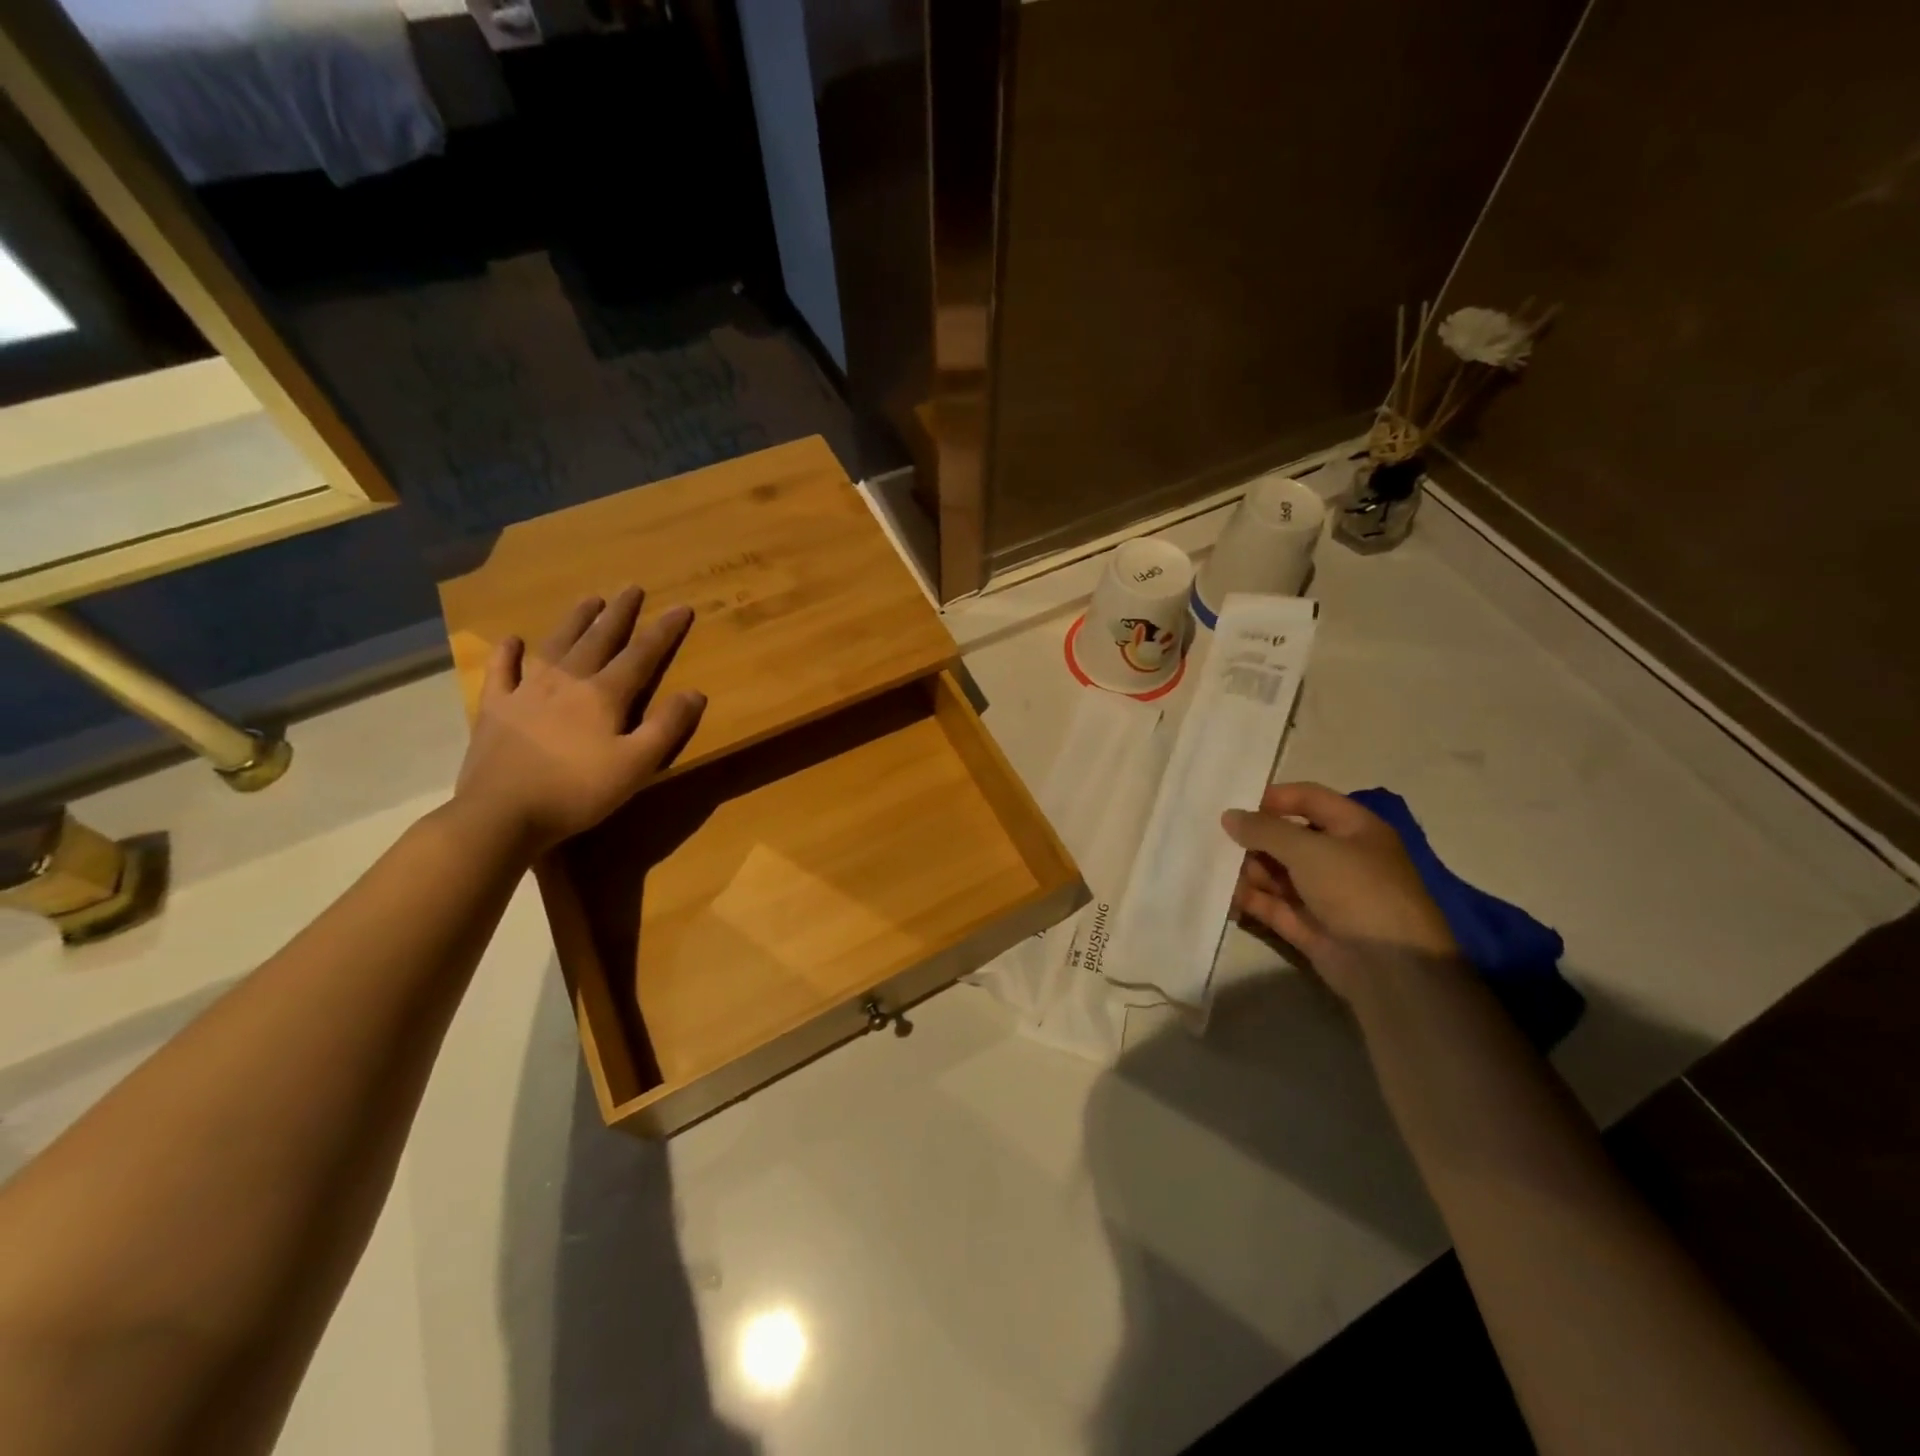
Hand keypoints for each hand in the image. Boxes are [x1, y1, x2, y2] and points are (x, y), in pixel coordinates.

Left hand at [453, 586, 705, 853]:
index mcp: (603, 695)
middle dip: (619, 613)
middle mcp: (567, 681)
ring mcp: (526, 691)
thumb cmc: (578, 792)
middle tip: (632, 588)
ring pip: (556, 645)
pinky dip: (507, 653)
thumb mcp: (637, 765)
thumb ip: (666, 727)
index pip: (641, 655)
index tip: (681, 607)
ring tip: (589, 599)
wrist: (501, 814)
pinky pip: (502, 672)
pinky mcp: (495, 709)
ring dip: (575, 621)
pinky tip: (513, 640)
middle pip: (598, 639)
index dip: (663, 631)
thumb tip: (695, 692)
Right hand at [1221, 782, 1456, 999]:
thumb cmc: (1356, 890)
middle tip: (1213, 838)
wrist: (1391, 969)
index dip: (1273, 798)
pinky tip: (1220, 895)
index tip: (1233, 805)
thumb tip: (1228, 817)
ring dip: (1246, 869)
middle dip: (1253, 838)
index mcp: (1355, 829)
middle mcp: (1340, 857)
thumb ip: (1264, 830)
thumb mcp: (1309, 850)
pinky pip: (1271, 904)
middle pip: (1288, 837)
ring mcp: (1324, 894)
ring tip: (1212, 868)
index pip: (1309, 799)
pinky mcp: (1308, 925)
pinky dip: (1248, 899)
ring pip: (1276, 872)